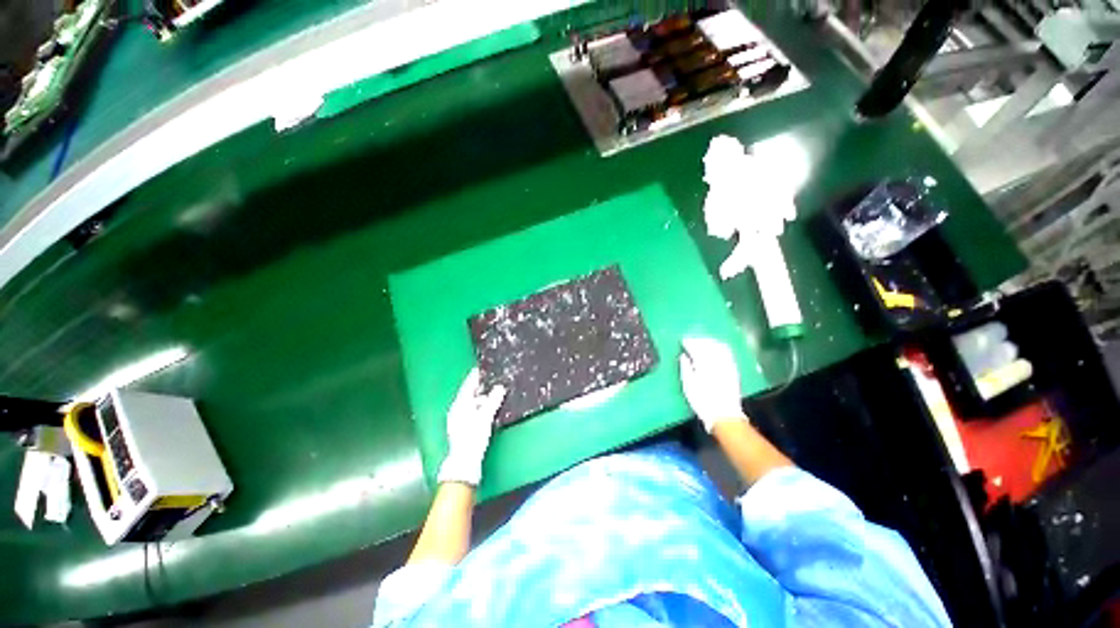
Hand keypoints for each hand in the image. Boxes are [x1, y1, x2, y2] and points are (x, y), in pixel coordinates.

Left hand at [437, 368, 505, 486]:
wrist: (464, 461)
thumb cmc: (473, 436)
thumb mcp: (486, 416)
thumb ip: (492, 400)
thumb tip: (499, 387)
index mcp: (460, 405)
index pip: (468, 386)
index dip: (474, 377)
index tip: (480, 369)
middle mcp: (456, 410)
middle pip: (468, 395)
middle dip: (479, 388)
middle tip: (490, 382)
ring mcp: (457, 420)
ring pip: (470, 404)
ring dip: (480, 400)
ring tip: (492, 397)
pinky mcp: (461, 428)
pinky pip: (470, 412)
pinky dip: (478, 408)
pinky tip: (486, 411)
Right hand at [679, 337, 746, 432]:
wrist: (724, 415)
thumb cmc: (702, 401)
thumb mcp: (688, 386)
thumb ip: (685, 368)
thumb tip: (684, 356)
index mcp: (703, 364)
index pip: (695, 347)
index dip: (688, 342)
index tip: (683, 340)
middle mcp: (716, 361)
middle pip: (707, 344)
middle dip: (698, 340)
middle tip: (690, 339)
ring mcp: (727, 364)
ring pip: (718, 346)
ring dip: (709, 341)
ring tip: (702, 341)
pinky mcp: (733, 369)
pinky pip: (727, 352)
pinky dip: (720, 346)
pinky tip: (716, 347)